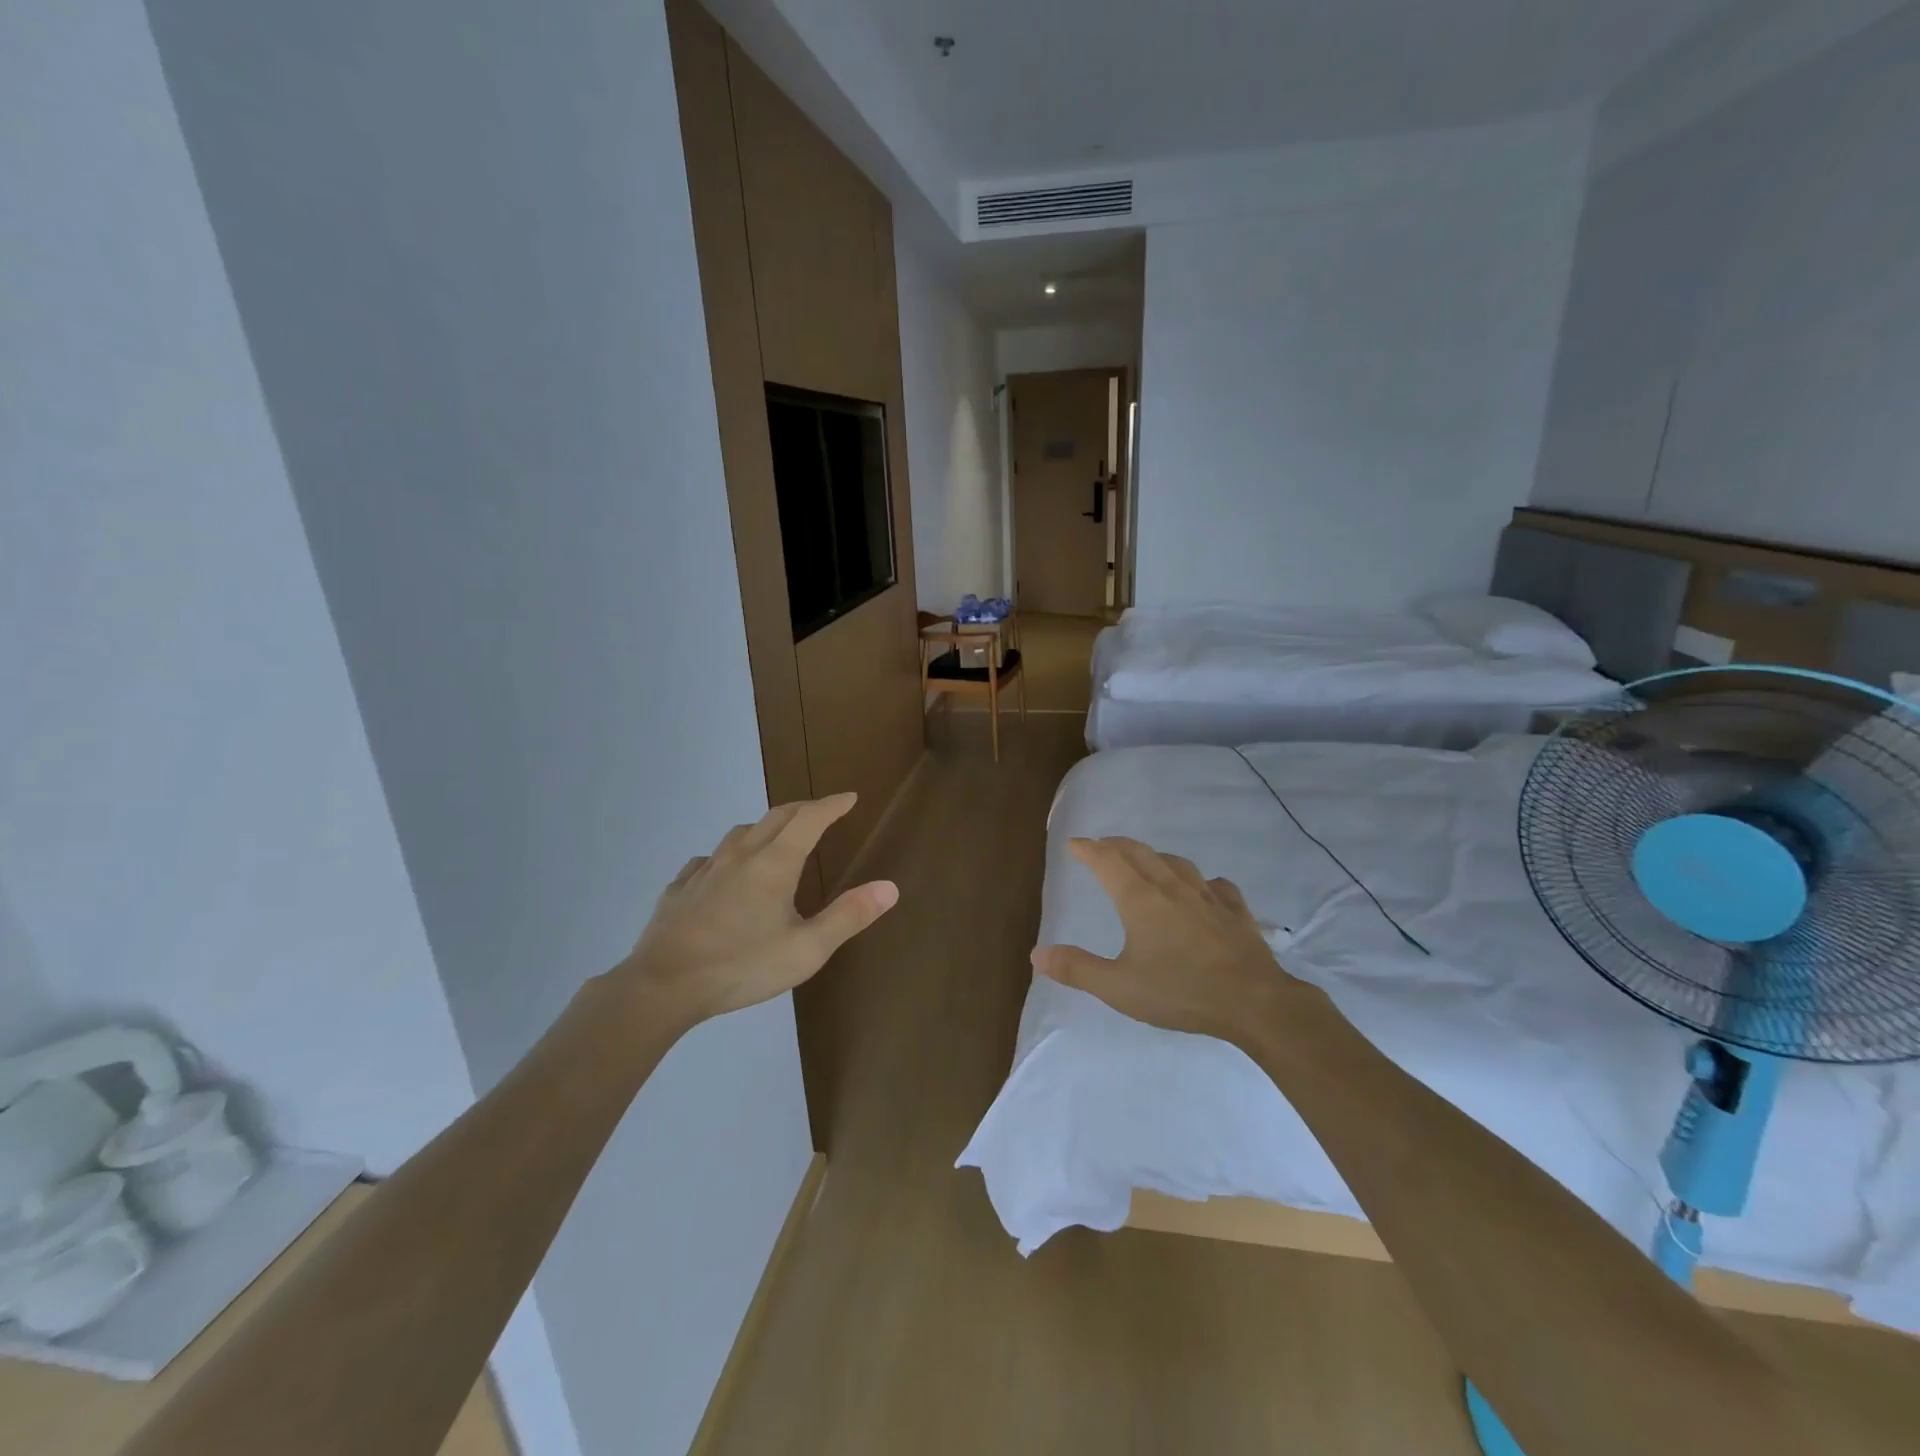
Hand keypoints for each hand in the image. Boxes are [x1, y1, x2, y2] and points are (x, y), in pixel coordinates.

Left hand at [618, 793, 898, 1026]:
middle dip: (803, 808)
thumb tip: (890, 887)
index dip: (832, 805)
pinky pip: (708, 859)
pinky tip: (723, 872)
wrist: (663, 985)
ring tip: (775, 837)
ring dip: (765, 827)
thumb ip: (849, 916)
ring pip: (740, 833)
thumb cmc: (742, 966)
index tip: (849, 797)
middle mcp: (741, 855)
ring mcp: (706, 869)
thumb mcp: (807, 950)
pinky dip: (727, 855)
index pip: (810, 819)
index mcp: (775, 863)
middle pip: (776, 817)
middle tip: (822, 811)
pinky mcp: (680, 888)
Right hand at [1030, 836, 1309, 1045]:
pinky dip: (1202, 881)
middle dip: (1116, 845)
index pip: (1107, 861)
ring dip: (1155, 857)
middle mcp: (1172, 887)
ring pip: (1177, 863)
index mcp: (1139, 899)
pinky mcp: (1236, 911)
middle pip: (1139, 853)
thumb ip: (1077, 969)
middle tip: (1102, 846)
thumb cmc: (1180, 992)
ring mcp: (1208, 896)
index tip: (1074, 843)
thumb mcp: (1119, 987)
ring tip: (1147, 862)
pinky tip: (1205, 889)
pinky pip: (1216, 885)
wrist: (1254, 1002)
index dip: (1088, 849)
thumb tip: (1036, 954)